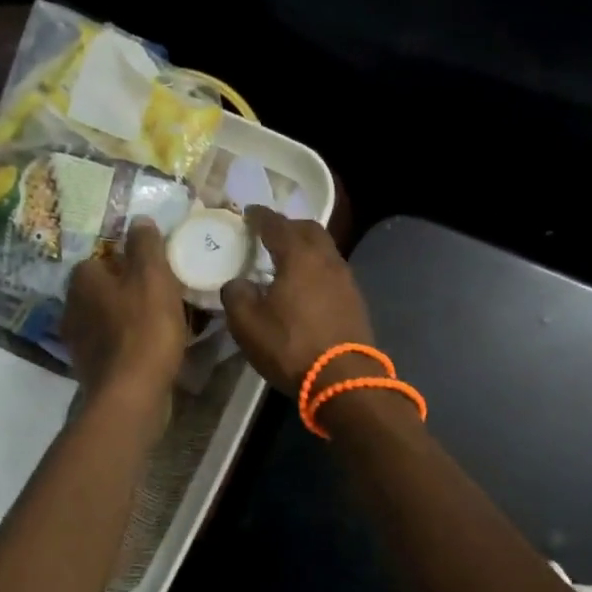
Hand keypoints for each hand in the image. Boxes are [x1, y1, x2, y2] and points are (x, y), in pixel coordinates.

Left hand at [63, 222, 186, 397]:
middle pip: (99, 289)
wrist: (132, 394)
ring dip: (124, 316)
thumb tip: (139, 220)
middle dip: (123, 289)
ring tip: (158, 320)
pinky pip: (110, 344)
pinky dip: (126, 342)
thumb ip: (145, 245)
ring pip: (104, 317)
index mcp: (82, 280)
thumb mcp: (153, 276)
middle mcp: (71, 307)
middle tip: (157, 293)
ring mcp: (77, 341)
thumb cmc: (144, 328)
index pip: (97, 258)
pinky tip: (149, 348)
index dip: (123, 260)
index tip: (150, 268)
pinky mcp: (89, 368)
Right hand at [221, 208, 375, 393]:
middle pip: (309, 230)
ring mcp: (346, 280)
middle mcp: (327, 260)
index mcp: (299, 257)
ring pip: (325, 250)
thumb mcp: (247, 324)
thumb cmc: (291, 346)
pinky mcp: (356, 301)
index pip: (277, 225)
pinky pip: (332, 271)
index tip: (249, 212)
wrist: (344, 379)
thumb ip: (236, 295)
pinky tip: (306, 285)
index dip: (261, 216)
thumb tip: (237, 283)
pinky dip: (316, 269)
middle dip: (289, 226)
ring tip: (287, 259)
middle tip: (270, 232)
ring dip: (306, 248)